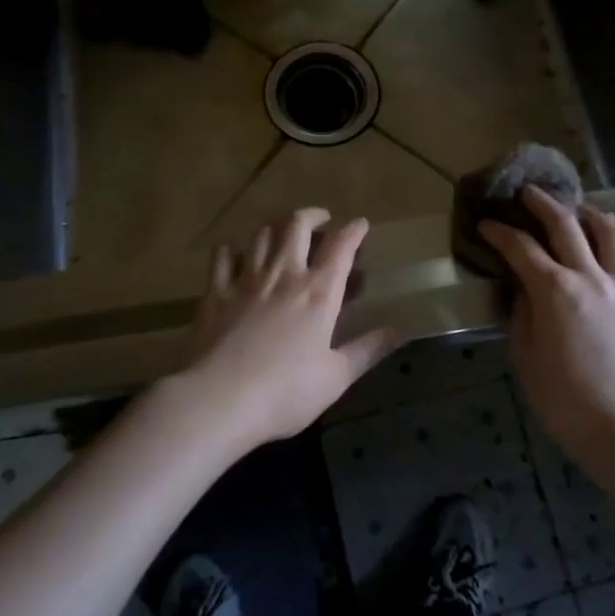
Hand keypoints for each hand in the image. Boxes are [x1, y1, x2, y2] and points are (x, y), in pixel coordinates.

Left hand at [177, 208, 396, 451]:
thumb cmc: (285, 392)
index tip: (360, 224)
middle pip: (297, 225)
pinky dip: (232, 248)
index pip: (341, 247)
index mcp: (318, 292)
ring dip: (276, 224)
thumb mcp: (336, 377)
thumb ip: (367, 349)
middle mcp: (284, 274)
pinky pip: (223, 256)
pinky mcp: (215, 292)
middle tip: (321, 219)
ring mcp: (246, 280)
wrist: (219, 399)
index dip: (354, 230)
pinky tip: (235, 252)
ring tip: (284, 229)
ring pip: (262, 234)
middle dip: (313, 215)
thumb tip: (399, 330)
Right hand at [479, 186, 614, 453]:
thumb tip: (523, 286)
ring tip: (578, 210)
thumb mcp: (525, 355)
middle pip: (565, 224)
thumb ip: (522, 312)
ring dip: (589, 214)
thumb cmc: (565, 398)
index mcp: (554, 290)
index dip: (499, 232)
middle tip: (528, 193)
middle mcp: (590, 276)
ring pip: (610, 232)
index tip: (485, 223)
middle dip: (542, 204)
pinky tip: (610, 248)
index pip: (520, 247)